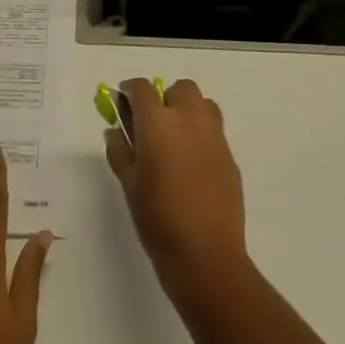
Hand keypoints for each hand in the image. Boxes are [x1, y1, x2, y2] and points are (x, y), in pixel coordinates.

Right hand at [104, 78, 248, 301]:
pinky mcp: (230, 154)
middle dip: (164, 98)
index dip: (129, 91)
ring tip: (175, 139)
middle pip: (179, 89)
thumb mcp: (129, 184)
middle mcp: (189, 119)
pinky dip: (201, 132)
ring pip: (202, 103)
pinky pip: (214, 129)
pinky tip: (191, 162)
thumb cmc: (158, 219)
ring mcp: (214, 135)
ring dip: (187, 110)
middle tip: (152, 125)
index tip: (122, 102)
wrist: (205, 254)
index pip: (142, 88)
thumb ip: (120, 151)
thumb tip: (114, 130)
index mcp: (158, 122)